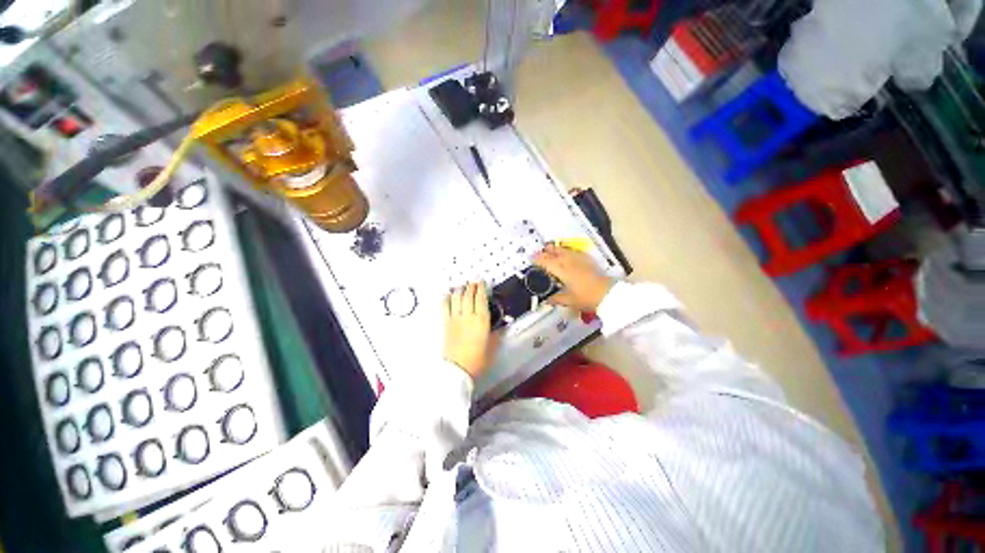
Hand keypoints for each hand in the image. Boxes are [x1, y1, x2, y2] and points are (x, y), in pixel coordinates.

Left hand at [443, 283, 495, 378]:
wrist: (458, 369)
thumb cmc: (478, 359)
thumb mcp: (492, 345)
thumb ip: (496, 334)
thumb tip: (501, 327)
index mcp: (481, 320)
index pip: (481, 298)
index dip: (481, 288)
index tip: (481, 282)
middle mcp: (468, 316)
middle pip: (468, 295)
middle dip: (470, 286)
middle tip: (472, 282)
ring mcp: (455, 319)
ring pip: (456, 298)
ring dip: (459, 290)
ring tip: (461, 286)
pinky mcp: (446, 324)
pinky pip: (444, 307)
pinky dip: (446, 299)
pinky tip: (447, 295)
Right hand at [535, 244, 613, 311]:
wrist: (607, 293)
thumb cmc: (585, 297)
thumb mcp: (568, 300)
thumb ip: (555, 299)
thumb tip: (546, 300)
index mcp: (561, 269)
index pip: (545, 260)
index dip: (537, 259)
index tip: (531, 258)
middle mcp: (567, 260)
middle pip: (553, 250)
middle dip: (545, 251)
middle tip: (540, 255)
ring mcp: (578, 257)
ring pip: (563, 248)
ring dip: (555, 249)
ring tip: (551, 252)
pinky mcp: (586, 258)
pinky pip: (573, 251)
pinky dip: (566, 251)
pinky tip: (567, 255)